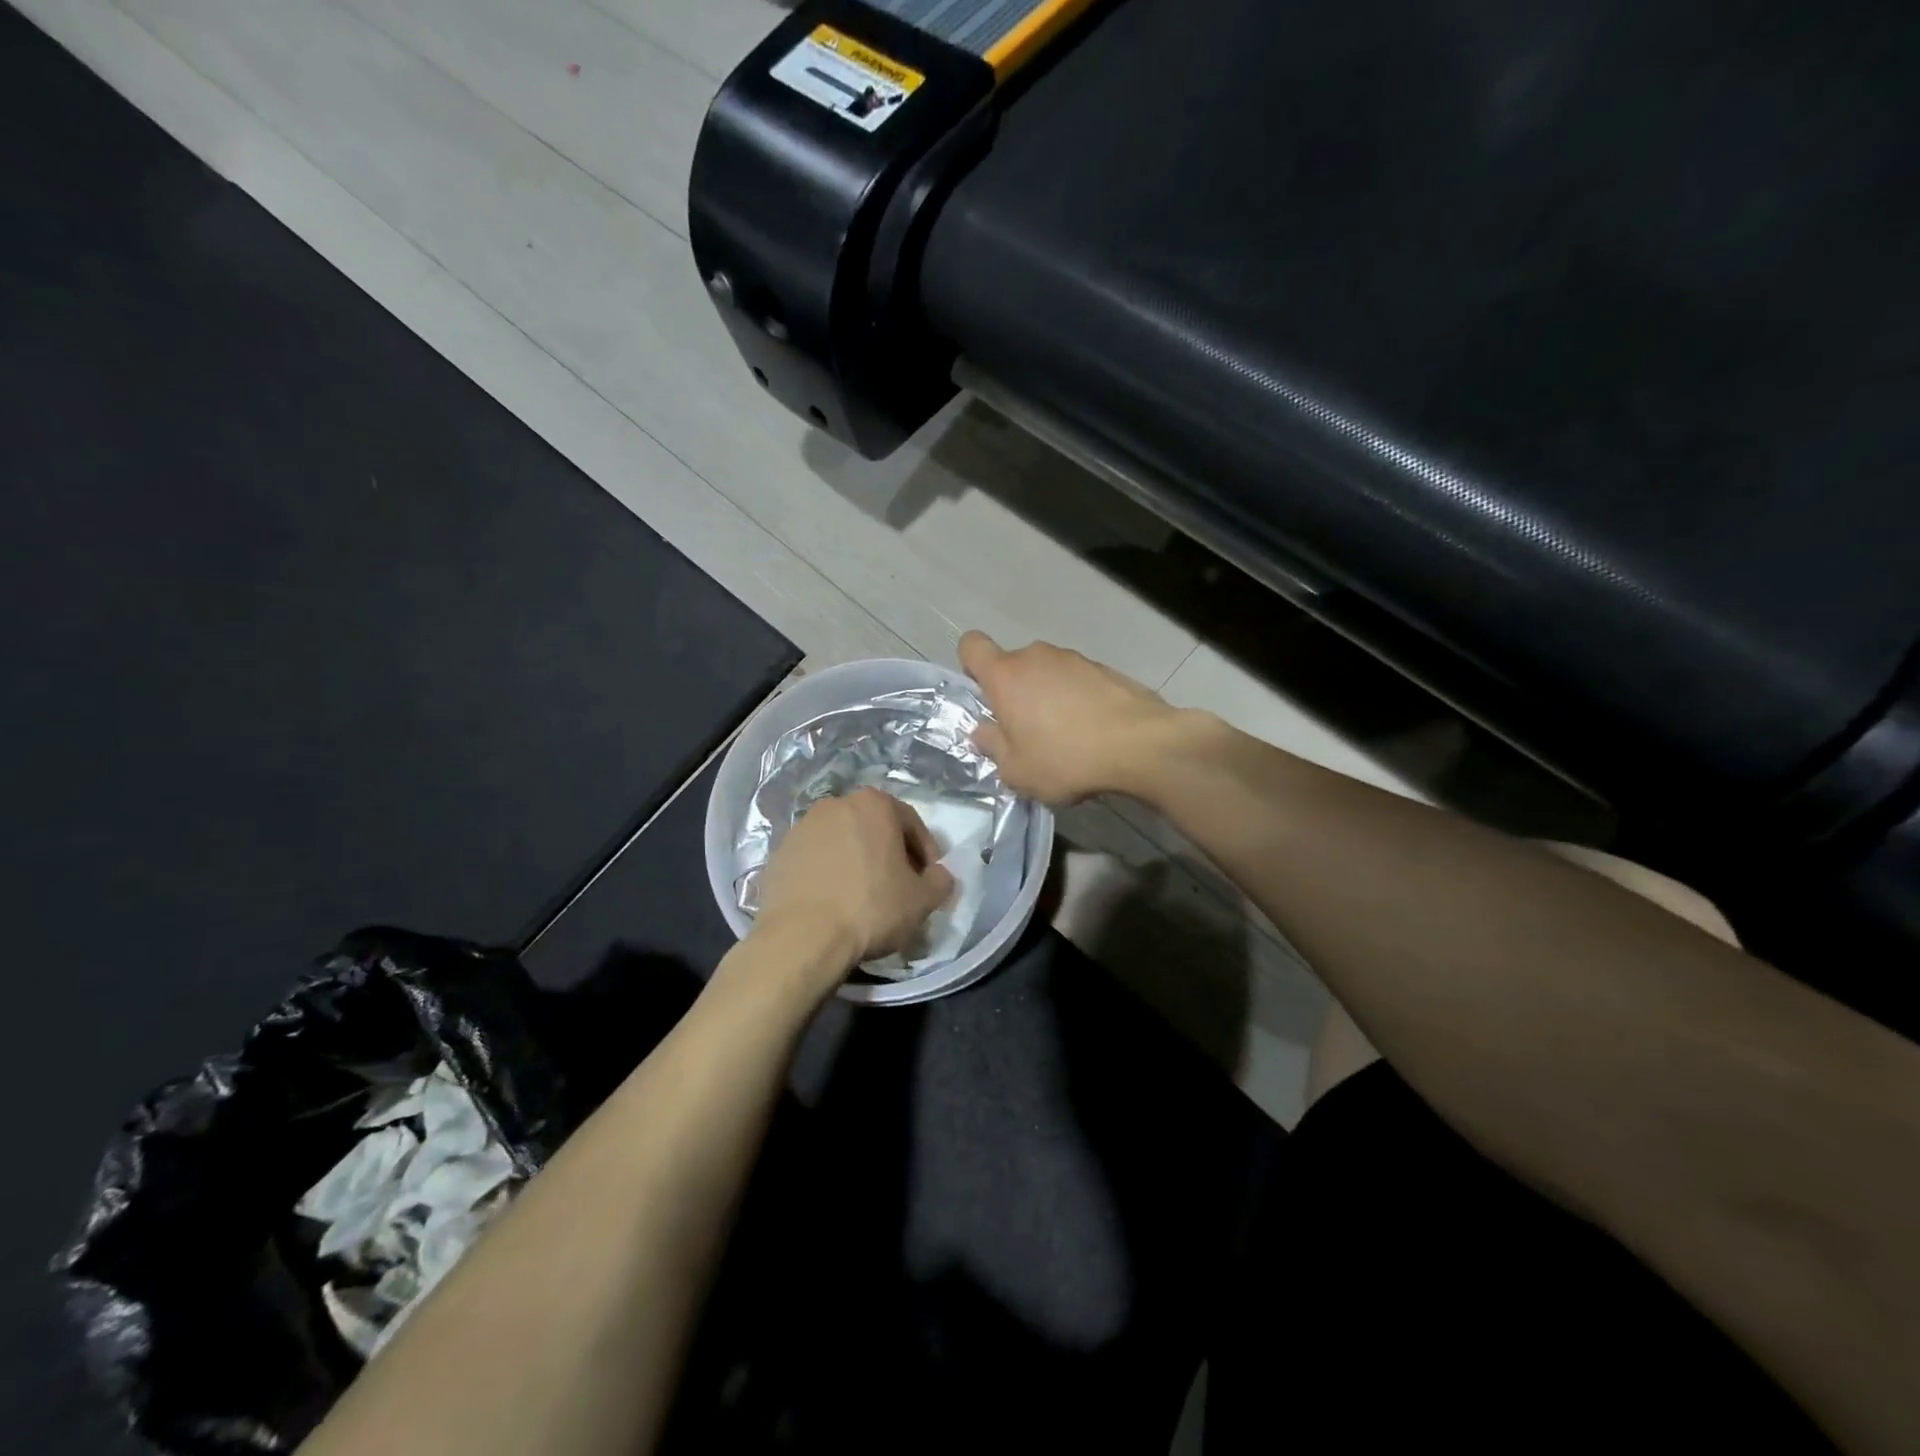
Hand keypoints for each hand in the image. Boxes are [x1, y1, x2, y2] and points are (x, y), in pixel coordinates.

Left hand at [753, 787, 955, 967]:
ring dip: (857, 862)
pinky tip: (834, 902)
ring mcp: (802, 827)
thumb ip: (940, 881)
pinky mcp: (779, 853)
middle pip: (874, 827)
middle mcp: (835, 805)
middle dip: (889, 853)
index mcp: (873, 804)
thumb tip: (940, 875)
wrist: (801, 938)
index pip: (911, 823)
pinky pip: (815, 859)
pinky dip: (828, 874)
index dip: (925, 852)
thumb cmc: (871, 909)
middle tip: (899, 886)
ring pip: (842, 841)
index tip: (928, 880)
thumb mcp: (922, 900)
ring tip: (863, 896)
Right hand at [960, 631, 1182, 803]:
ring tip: (1066, 736)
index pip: (972, 645)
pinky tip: (1093, 731)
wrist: (1140, 745)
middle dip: (1015, 692)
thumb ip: (993, 747)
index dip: (971, 666)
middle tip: (1027, 731)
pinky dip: (1078, 699)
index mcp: (1006, 675)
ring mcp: (1074, 659)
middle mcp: (1037, 656)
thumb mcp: (1017, 770)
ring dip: (1048, 696)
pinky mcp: (1105, 668)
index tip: (986, 697)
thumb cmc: (1065, 758)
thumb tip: (984, 732)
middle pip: (1013, 665)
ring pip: (1047, 672)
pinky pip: (1077, 681)